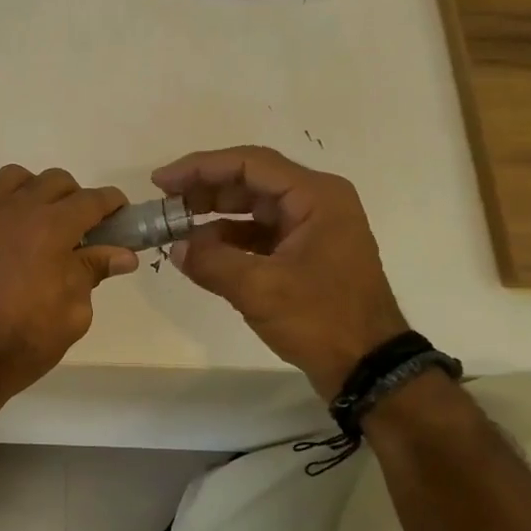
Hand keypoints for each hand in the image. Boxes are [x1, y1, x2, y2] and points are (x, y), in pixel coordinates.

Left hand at [0, 165, 137, 406]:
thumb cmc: (25, 339)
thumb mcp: (73, 312)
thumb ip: (93, 273)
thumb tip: (121, 254)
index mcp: (52, 227)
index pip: (91, 199)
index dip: (112, 204)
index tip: (122, 217)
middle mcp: (18, 212)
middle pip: (55, 181)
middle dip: (77, 198)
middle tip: (84, 231)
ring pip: (17, 180)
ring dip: (39, 193)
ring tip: (45, 227)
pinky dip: (12, 212)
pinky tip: (16, 247)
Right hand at [153, 146, 407, 398]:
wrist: (369, 366)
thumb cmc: (321, 319)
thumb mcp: (260, 290)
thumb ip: (212, 262)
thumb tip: (176, 247)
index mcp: (315, 196)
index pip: (249, 164)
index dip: (201, 168)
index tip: (161, 181)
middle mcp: (316, 202)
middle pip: (250, 181)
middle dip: (204, 190)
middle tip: (164, 204)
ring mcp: (312, 228)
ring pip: (252, 208)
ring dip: (213, 215)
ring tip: (175, 227)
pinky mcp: (304, 254)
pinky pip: (259, 234)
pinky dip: (229, 239)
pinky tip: (200, 252)